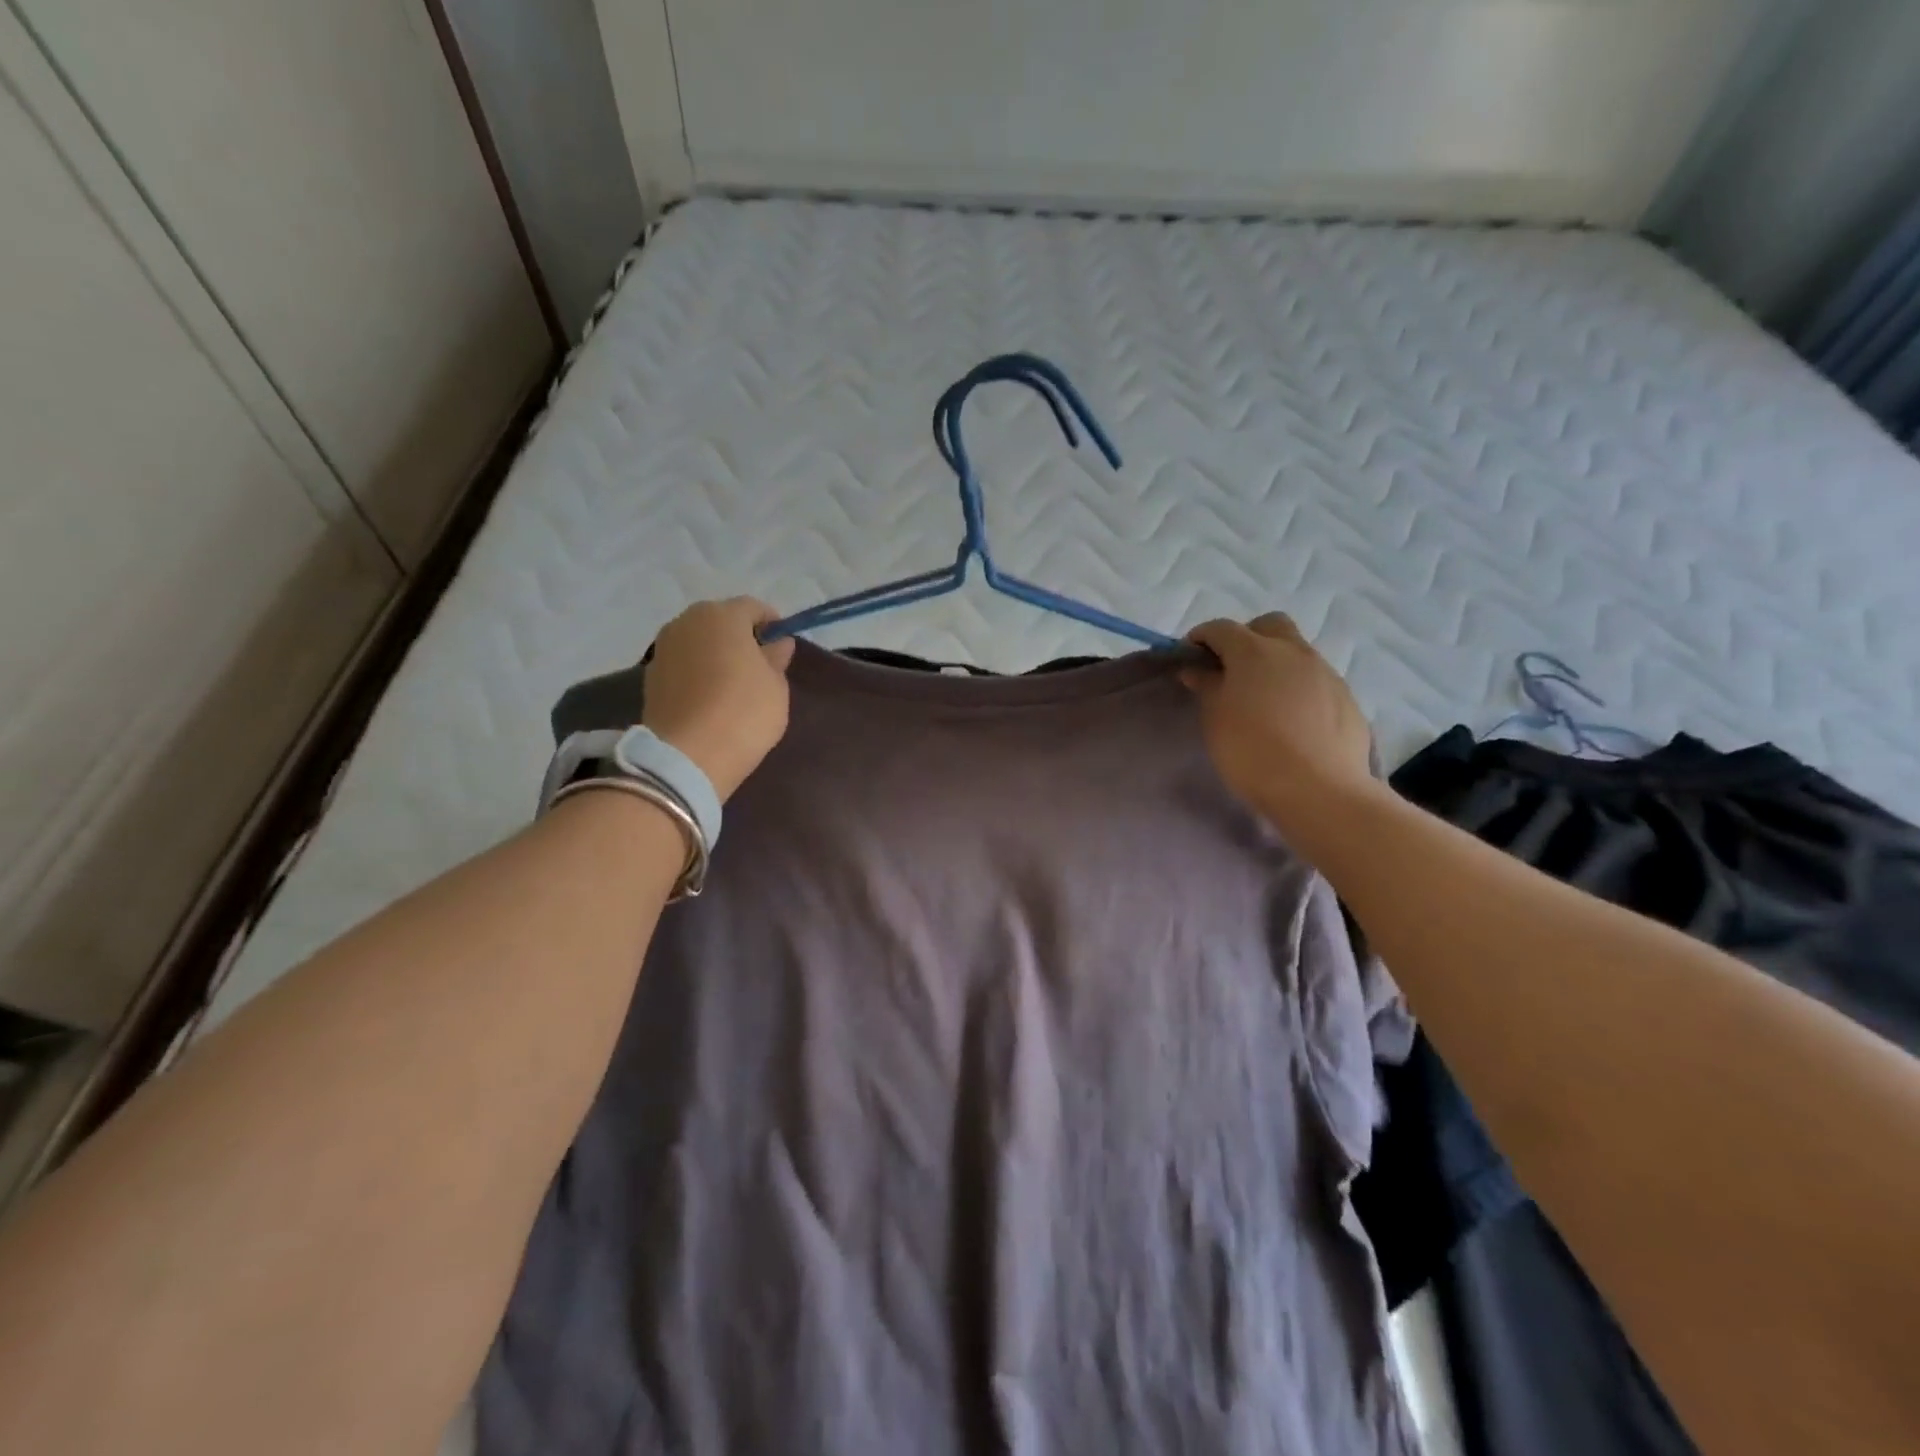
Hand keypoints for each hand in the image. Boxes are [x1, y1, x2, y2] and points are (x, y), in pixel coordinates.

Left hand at [643, 598, 795, 801]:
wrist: (688, 756)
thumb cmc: (744, 712)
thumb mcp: (776, 686)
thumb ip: (776, 658)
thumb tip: (777, 643)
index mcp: (722, 615)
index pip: (753, 608)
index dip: (772, 624)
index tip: (783, 647)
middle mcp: (687, 621)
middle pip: (721, 621)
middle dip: (740, 637)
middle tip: (759, 666)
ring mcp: (663, 648)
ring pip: (699, 642)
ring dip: (716, 654)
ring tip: (733, 685)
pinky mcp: (650, 676)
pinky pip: (683, 664)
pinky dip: (697, 673)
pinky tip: (710, 699)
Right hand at [1181, 614, 1374, 823]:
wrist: (1319, 790)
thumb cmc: (1252, 751)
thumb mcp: (1215, 719)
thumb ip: (1207, 686)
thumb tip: (1198, 669)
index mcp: (1254, 651)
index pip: (1221, 628)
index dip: (1201, 637)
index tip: (1189, 657)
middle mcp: (1293, 651)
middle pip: (1268, 625)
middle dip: (1246, 637)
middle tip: (1231, 669)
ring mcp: (1325, 672)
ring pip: (1296, 652)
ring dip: (1275, 664)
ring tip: (1262, 699)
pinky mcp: (1346, 697)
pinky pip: (1315, 680)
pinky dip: (1298, 688)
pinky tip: (1291, 720)